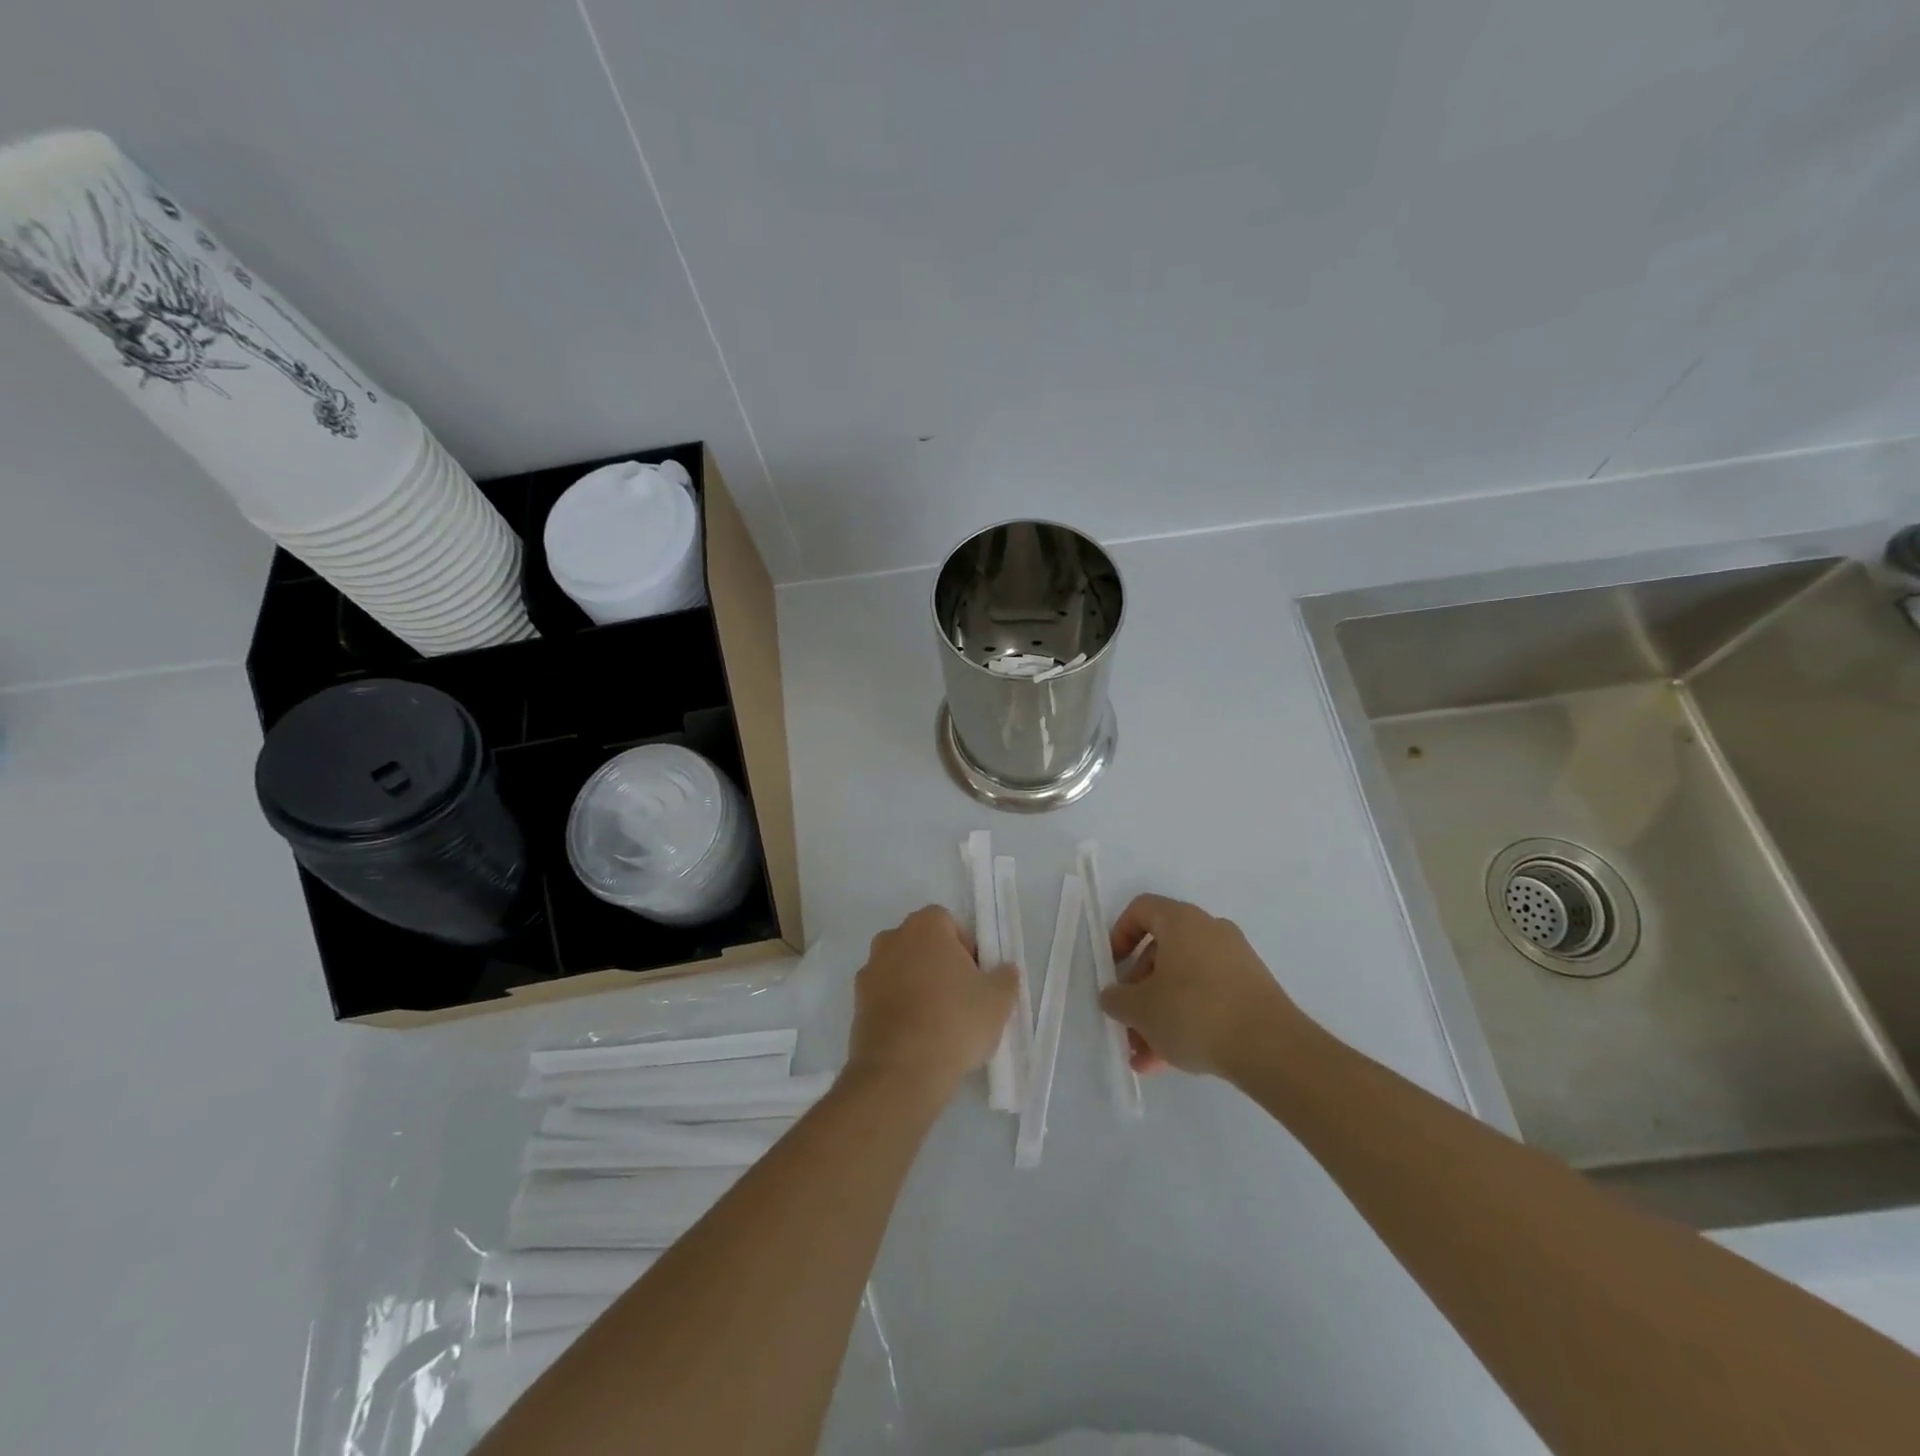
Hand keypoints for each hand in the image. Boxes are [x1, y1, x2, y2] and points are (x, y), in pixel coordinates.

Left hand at [847, 906, 1018, 1100]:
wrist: (901, 1071)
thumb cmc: (955, 1021)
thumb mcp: (998, 1000)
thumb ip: (1005, 976)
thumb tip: (1003, 969)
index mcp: (925, 926)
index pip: (949, 924)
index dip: (966, 948)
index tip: (975, 978)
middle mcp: (891, 939)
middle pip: (922, 944)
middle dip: (939, 964)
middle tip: (960, 998)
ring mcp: (869, 971)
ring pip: (901, 970)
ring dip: (916, 986)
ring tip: (937, 1022)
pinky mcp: (856, 1004)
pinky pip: (885, 997)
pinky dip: (899, 1008)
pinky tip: (915, 1037)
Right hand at [1100, 894, 1307, 1078]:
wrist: (1272, 1049)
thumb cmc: (1195, 1013)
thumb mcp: (1141, 1009)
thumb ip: (1116, 999)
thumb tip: (1114, 996)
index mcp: (1182, 921)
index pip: (1141, 909)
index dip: (1120, 935)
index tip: (1113, 968)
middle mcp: (1210, 931)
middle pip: (1161, 951)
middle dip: (1139, 990)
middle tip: (1128, 1023)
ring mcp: (1236, 960)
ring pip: (1183, 981)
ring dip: (1160, 1014)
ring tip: (1146, 1056)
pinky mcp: (1253, 990)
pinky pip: (1208, 997)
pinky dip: (1187, 1021)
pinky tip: (1172, 1061)